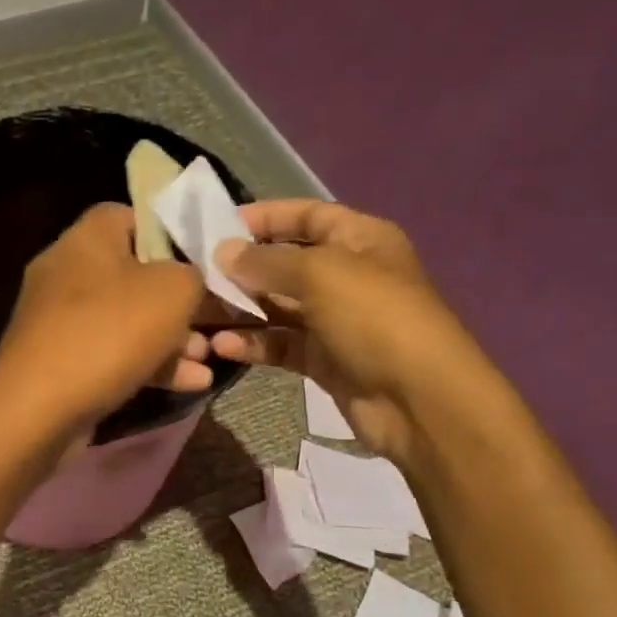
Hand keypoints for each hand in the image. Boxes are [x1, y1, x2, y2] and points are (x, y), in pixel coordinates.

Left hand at [0, 203, 211, 431]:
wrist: (38, 408)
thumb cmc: (109, 332)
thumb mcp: (173, 291)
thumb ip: (194, 274)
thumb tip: (191, 278)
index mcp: (87, 238)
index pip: (131, 215)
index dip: (171, 234)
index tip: (203, 261)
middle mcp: (67, 272)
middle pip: (134, 274)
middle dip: (178, 300)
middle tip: (213, 320)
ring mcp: (59, 321)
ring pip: (126, 320)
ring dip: (171, 339)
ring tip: (208, 358)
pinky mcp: (59, 363)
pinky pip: (112, 355)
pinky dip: (149, 366)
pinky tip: (191, 385)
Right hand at [210, 200, 494, 463]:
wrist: (419, 401)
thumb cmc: (374, 318)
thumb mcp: (320, 274)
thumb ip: (266, 260)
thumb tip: (222, 252)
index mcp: (360, 240)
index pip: (307, 215)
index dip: (266, 216)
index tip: (218, 226)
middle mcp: (348, 275)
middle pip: (286, 262)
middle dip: (243, 268)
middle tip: (197, 274)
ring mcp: (336, 320)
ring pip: (278, 307)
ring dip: (242, 309)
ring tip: (201, 314)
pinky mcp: (324, 359)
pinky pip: (281, 344)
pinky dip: (254, 343)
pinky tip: (223, 347)